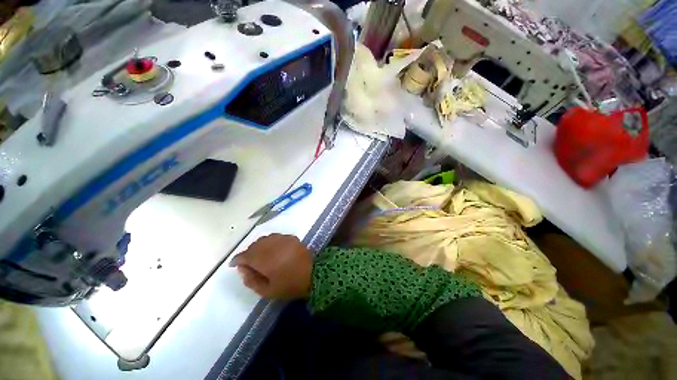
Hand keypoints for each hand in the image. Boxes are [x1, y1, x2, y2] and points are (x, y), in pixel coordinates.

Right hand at [229, 234, 312, 299]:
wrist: (314, 273)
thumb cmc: (290, 285)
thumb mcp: (267, 290)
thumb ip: (251, 280)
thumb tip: (242, 268)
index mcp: (264, 258)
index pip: (245, 255)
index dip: (237, 259)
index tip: (233, 264)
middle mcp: (271, 245)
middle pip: (254, 245)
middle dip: (248, 252)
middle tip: (247, 262)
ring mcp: (282, 239)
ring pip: (264, 239)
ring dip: (258, 246)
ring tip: (259, 255)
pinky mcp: (291, 237)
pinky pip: (275, 237)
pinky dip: (270, 242)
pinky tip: (272, 249)